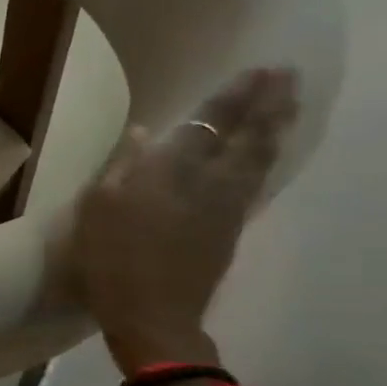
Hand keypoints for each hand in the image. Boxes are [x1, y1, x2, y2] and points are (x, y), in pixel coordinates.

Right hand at [73, 69, 298, 375]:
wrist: (151, 314)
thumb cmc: (111, 260)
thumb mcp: (98, 209)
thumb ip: (123, 167)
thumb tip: (145, 134)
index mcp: (172, 174)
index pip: (210, 125)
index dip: (234, 98)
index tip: (258, 71)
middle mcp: (209, 183)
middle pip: (248, 137)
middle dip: (268, 105)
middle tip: (287, 76)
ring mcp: (228, 208)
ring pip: (260, 159)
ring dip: (276, 128)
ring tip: (289, 105)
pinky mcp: (232, 229)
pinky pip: (257, 182)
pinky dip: (267, 160)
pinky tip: (268, 153)